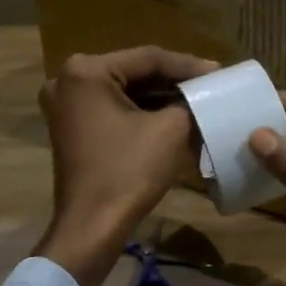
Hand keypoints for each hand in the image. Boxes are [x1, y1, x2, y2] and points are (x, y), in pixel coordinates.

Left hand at [34, 47, 215, 285]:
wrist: (93, 227)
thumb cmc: (129, 172)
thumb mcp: (171, 130)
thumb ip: (190, 102)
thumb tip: (204, 94)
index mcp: (86, 71)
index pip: (148, 58)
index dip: (188, 66)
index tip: (220, 71)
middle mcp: (67, 80)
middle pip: (134, 72)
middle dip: (173, 80)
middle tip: (210, 83)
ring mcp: (65, 105)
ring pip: (125, 91)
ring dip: (160, 96)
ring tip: (197, 98)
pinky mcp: (71, 127)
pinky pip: (113, 108)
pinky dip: (142, 111)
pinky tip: (173, 115)